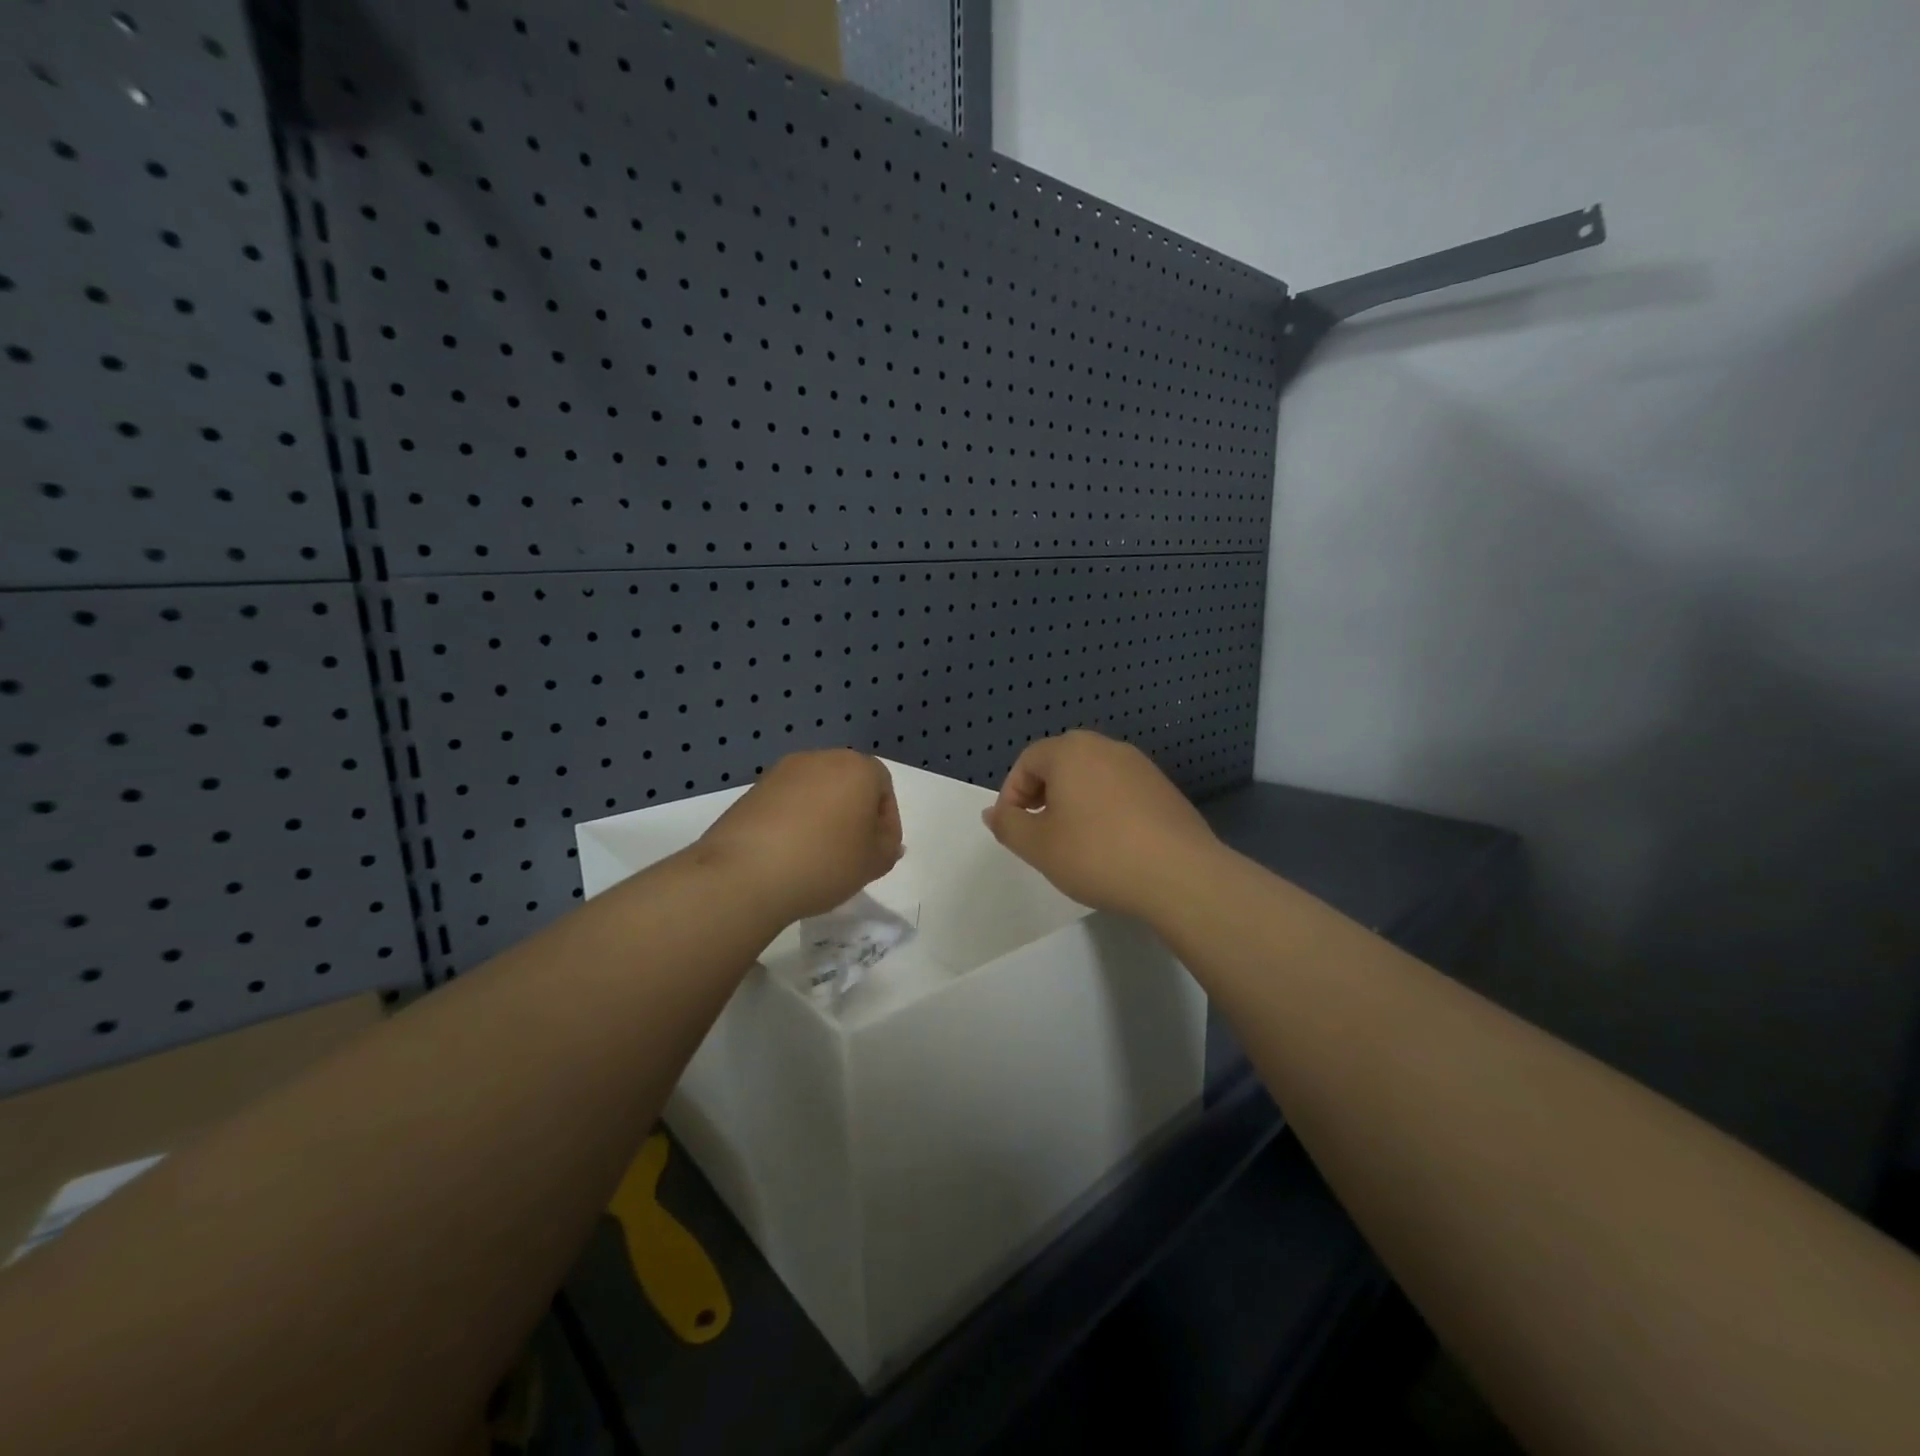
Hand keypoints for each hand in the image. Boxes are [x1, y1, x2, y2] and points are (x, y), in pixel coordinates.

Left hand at [691, 749, 902, 925]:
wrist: (746, 872)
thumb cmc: (825, 861)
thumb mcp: (873, 862)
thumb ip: (888, 847)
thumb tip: (884, 840)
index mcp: (857, 767)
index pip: (883, 787)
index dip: (887, 822)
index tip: (879, 852)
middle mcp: (820, 759)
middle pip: (848, 784)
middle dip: (854, 815)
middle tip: (852, 853)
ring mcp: (782, 772)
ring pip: (816, 792)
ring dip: (823, 817)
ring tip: (819, 856)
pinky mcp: (753, 790)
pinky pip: (787, 803)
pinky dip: (794, 822)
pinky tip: (790, 854)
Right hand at [982, 731, 1221, 920]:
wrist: (1180, 875)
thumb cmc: (1097, 854)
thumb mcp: (1038, 846)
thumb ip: (1008, 825)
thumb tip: (994, 812)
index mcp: (1070, 751)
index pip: (1027, 761)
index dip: (1012, 794)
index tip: (1013, 829)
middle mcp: (1106, 747)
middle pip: (1061, 763)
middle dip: (1042, 795)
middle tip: (1040, 833)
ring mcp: (1140, 767)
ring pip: (1092, 777)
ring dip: (1074, 802)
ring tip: (1074, 842)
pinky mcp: (1164, 789)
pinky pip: (1120, 791)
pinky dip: (1105, 810)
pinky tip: (1111, 845)